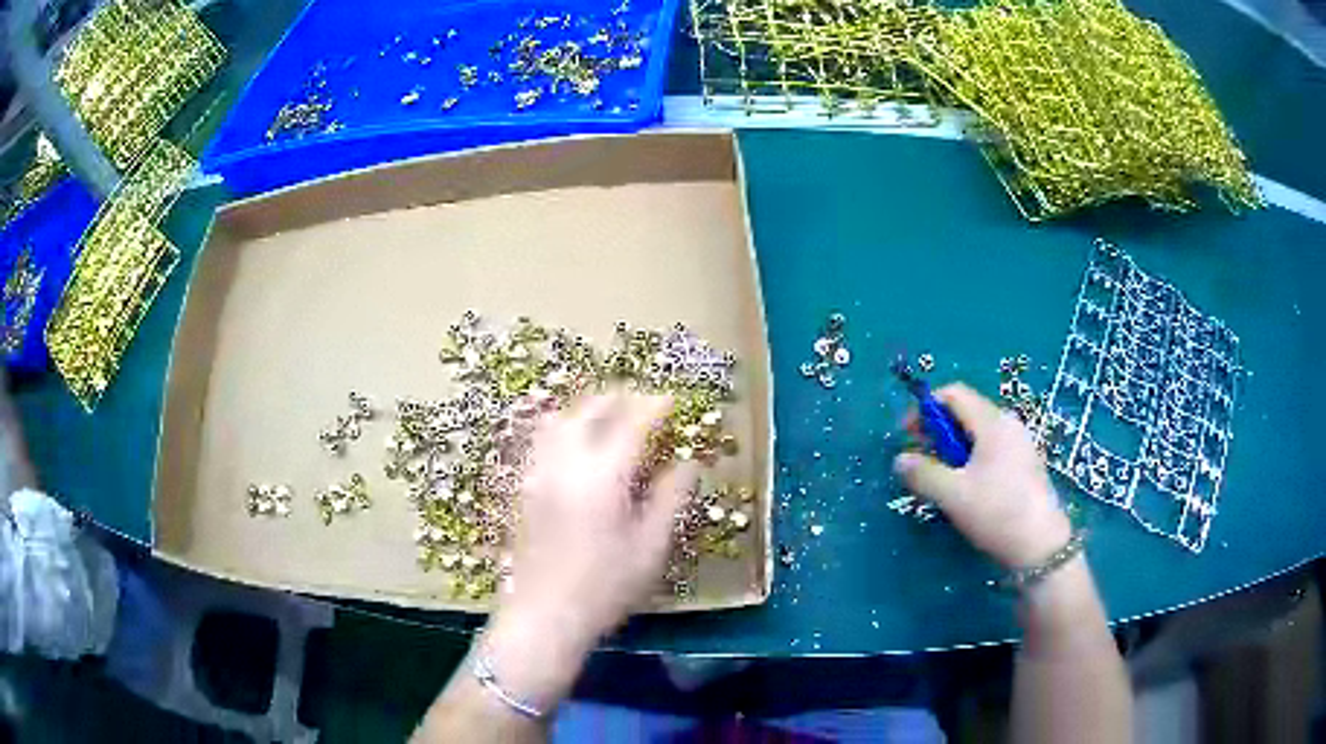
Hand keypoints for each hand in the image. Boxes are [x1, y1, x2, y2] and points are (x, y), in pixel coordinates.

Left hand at [500, 392, 697, 646]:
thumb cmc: (605, 587)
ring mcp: (537, 472)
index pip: (632, 422)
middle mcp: (565, 462)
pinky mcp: (524, 486)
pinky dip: (565, 426)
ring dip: (589, 407)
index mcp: (602, 476)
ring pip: (560, 417)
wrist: (544, 615)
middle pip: (590, 408)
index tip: (673, 400)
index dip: (655, 406)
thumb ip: (671, 498)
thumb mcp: (651, 547)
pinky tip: (579, 444)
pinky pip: (543, 438)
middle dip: (620, 397)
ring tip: (611, 415)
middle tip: (645, 402)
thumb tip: (688, 463)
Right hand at [894, 383, 1071, 568]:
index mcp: (992, 423)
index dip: (926, 408)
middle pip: (966, 412)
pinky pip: (992, 448)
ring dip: (954, 448)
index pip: (953, 394)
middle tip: (922, 460)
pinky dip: (972, 459)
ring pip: (978, 433)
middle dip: (938, 431)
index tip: (908, 435)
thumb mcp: (953, 495)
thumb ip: (923, 473)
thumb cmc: (997, 512)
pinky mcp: (1025, 464)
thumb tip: (900, 459)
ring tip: (942, 479)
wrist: (1041, 545)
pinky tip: (968, 489)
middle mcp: (1008, 424)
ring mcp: (1020, 443)